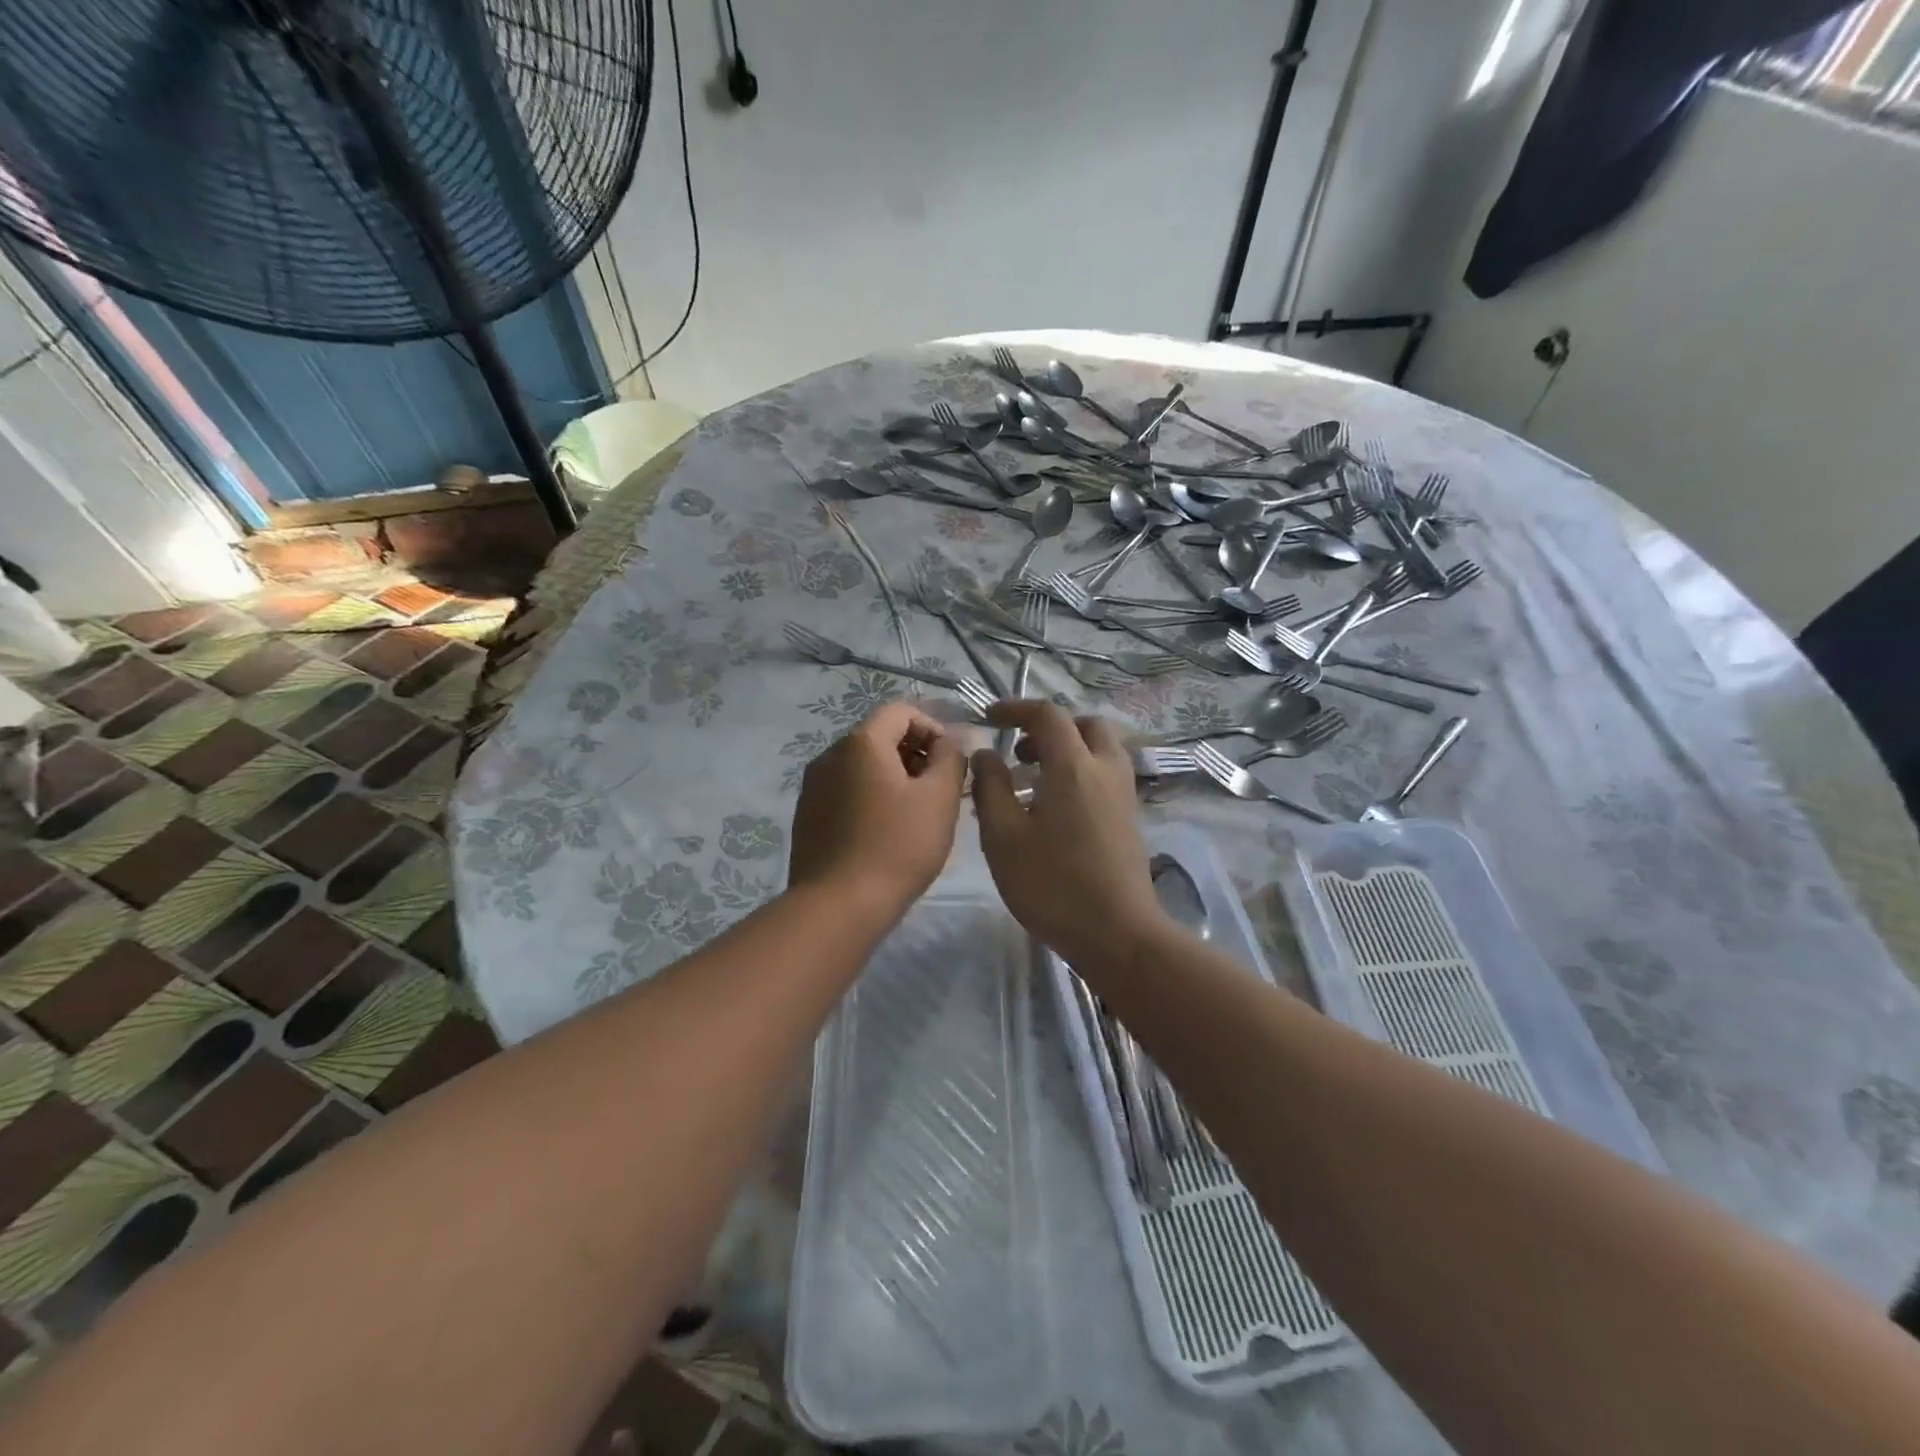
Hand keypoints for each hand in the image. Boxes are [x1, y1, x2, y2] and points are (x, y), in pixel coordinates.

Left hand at [788, 701, 967, 914]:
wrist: (838, 906)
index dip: (933, 727)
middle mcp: (830, 755)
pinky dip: (870, 798)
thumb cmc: (897, 847)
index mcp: (861, 743)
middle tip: (940, 789)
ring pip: (862, 767)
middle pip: (879, 736)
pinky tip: (886, 833)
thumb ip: (950, 758)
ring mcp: (813, 787)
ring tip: (917, 814)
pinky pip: (846, 792)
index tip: (952, 761)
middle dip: (915, 754)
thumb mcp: (939, 799)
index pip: (901, 711)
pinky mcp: (807, 816)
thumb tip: (950, 741)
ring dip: (894, 778)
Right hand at [971, 701, 1167, 967]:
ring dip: (1067, 750)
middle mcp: (1106, 769)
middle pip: (1084, 724)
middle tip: (1020, 750)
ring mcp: (1124, 794)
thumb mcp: (1003, 837)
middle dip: (1050, 727)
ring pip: (1099, 749)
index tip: (988, 719)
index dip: (1015, 709)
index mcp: (1074, 766)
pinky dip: (1080, 771)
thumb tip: (986, 754)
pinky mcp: (1130, 817)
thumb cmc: (1052, 884)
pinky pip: (1105, 774)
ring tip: (1032, 780)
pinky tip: (1054, 807)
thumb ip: (990, 787)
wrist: (1117, 933)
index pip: (1047, 715)